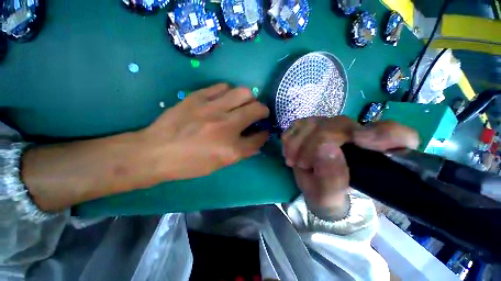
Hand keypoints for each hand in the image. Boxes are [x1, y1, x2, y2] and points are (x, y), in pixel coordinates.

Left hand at [22, 83, 268, 211]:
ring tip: (243, 103)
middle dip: (263, 111)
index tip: (264, 131)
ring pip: (244, 92)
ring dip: (249, 98)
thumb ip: (242, 151)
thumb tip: (256, 139)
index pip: (259, 137)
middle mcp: (226, 126)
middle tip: (259, 113)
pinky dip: (229, 92)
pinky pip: (223, 87)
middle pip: (257, 109)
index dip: (265, 133)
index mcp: (232, 149)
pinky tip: (225, 98)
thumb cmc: (190, 163)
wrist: (157, 152)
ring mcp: (212, 108)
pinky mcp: (198, 97)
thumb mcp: (220, 164)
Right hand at [281, 116, 418, 219]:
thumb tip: (325, 149)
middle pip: (339, 124)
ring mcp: (333, 128)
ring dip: (299, 142)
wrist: (316, 190)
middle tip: (303, 165)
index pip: (397, 135)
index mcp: (376, 157)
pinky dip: (291, 138)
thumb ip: (332, 179)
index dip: (382, 133)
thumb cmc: (330, 198)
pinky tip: (290, 152)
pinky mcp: (314, 126)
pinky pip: (299, 124)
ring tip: (295, 161)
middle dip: (315, 143)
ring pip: (315, 121)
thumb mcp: (331, 198)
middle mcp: (357, 135)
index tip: (360, 141)